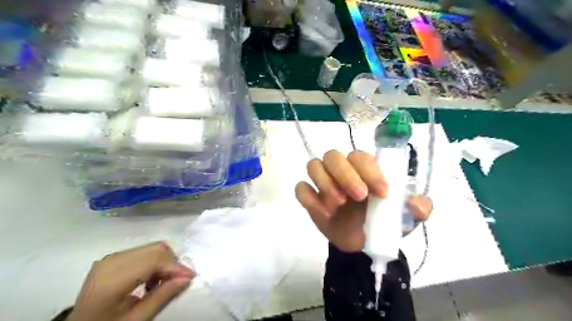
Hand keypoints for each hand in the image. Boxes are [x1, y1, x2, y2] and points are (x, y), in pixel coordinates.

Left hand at [66, 240, 194, 320]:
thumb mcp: (135, 320)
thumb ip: (162, 297)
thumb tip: (187, 278)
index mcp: (110, 281)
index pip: (153, 261)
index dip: (175, 267)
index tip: (190, 277)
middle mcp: (111, 262)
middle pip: (155, 249)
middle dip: (172, 263)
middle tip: (176, 282)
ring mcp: (111, 257)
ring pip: (153, 247)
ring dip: (164, 262)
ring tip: (161, 283)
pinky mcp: (113, 257)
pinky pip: (144, 251)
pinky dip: (155, 262)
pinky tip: (150, 279)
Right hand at [298, 150, 430, 252]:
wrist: (359, 244)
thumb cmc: (381, 223)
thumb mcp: (403, 218)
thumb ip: (416, 209)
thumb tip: (419, 205)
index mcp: (363, 169)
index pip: (361, 157)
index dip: (370, 171)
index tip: (382, 193)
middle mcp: (341, 170)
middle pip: (332, 155)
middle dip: (345, 174)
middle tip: (359, 196)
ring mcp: (323, 182)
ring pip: (314, 165)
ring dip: (326, 183)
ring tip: (339, 205)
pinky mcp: (310, 198)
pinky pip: (301, 188)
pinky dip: (310, 198)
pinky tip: (324, 213)